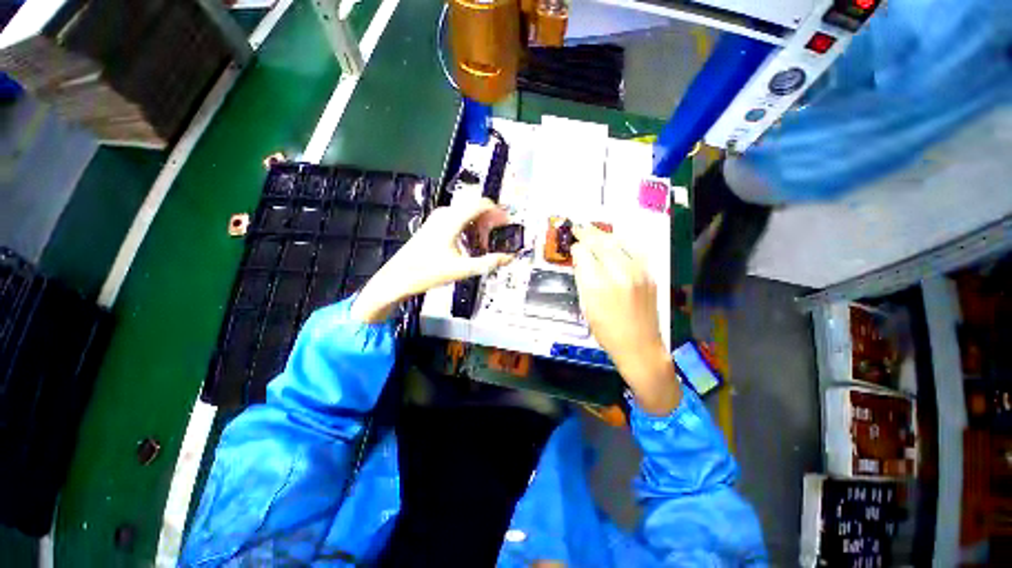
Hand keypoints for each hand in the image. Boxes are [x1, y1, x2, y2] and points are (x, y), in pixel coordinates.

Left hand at [350, 198, 513, 322]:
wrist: (397, 278)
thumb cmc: (427, 272)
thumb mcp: (461, 269)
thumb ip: (488, 263)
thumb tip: (508, 258)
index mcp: (452, 220)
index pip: (481, 204)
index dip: (498, 212)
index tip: (508, 224)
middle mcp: (445, 214)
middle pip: (475, 208)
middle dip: (490, 221)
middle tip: (500, 238)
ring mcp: (438, 219)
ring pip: (467, 214)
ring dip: (480, 226)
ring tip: (486, 245)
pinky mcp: (434, 227)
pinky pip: (458, 220)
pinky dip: (469, 229)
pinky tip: (471, 246)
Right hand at [570, 225, 680, 414]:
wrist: (640, 345)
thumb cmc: (607, 331)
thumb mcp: (586, 307)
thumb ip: (583, 280)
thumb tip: (581, 260)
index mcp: (598, 285)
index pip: (584, 254)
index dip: (577, 248)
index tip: (573, 246)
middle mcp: (618, 273)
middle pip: (600, 243)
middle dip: (587, 233)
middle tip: (579, 228)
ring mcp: (637, 271)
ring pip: (618, 242)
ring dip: (604, 234)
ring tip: (593, 230)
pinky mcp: (649, 273)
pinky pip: (634, 249)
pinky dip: (621, 241)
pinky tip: (614, 240)